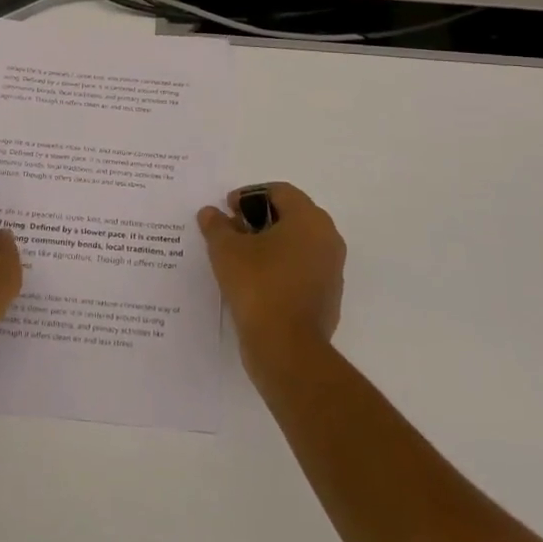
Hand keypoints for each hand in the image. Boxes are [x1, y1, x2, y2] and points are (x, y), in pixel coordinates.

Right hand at [197, 182, 344, 376]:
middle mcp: (327, 238)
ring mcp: (331, 269)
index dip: (249, 195)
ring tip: (239, 258)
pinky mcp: (328, 297)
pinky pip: (302, 270)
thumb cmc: (258, 286)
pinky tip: (255, 282)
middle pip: (291, 215)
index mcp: (309, 219)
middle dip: (259, 219)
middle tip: (231, 231)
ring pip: (297, 244)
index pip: (279, 191)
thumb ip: (217, 226)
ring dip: (270, 244)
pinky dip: (280, 268)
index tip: (227, 210)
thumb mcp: (226, 250)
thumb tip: (210, 213)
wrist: (287, 349)